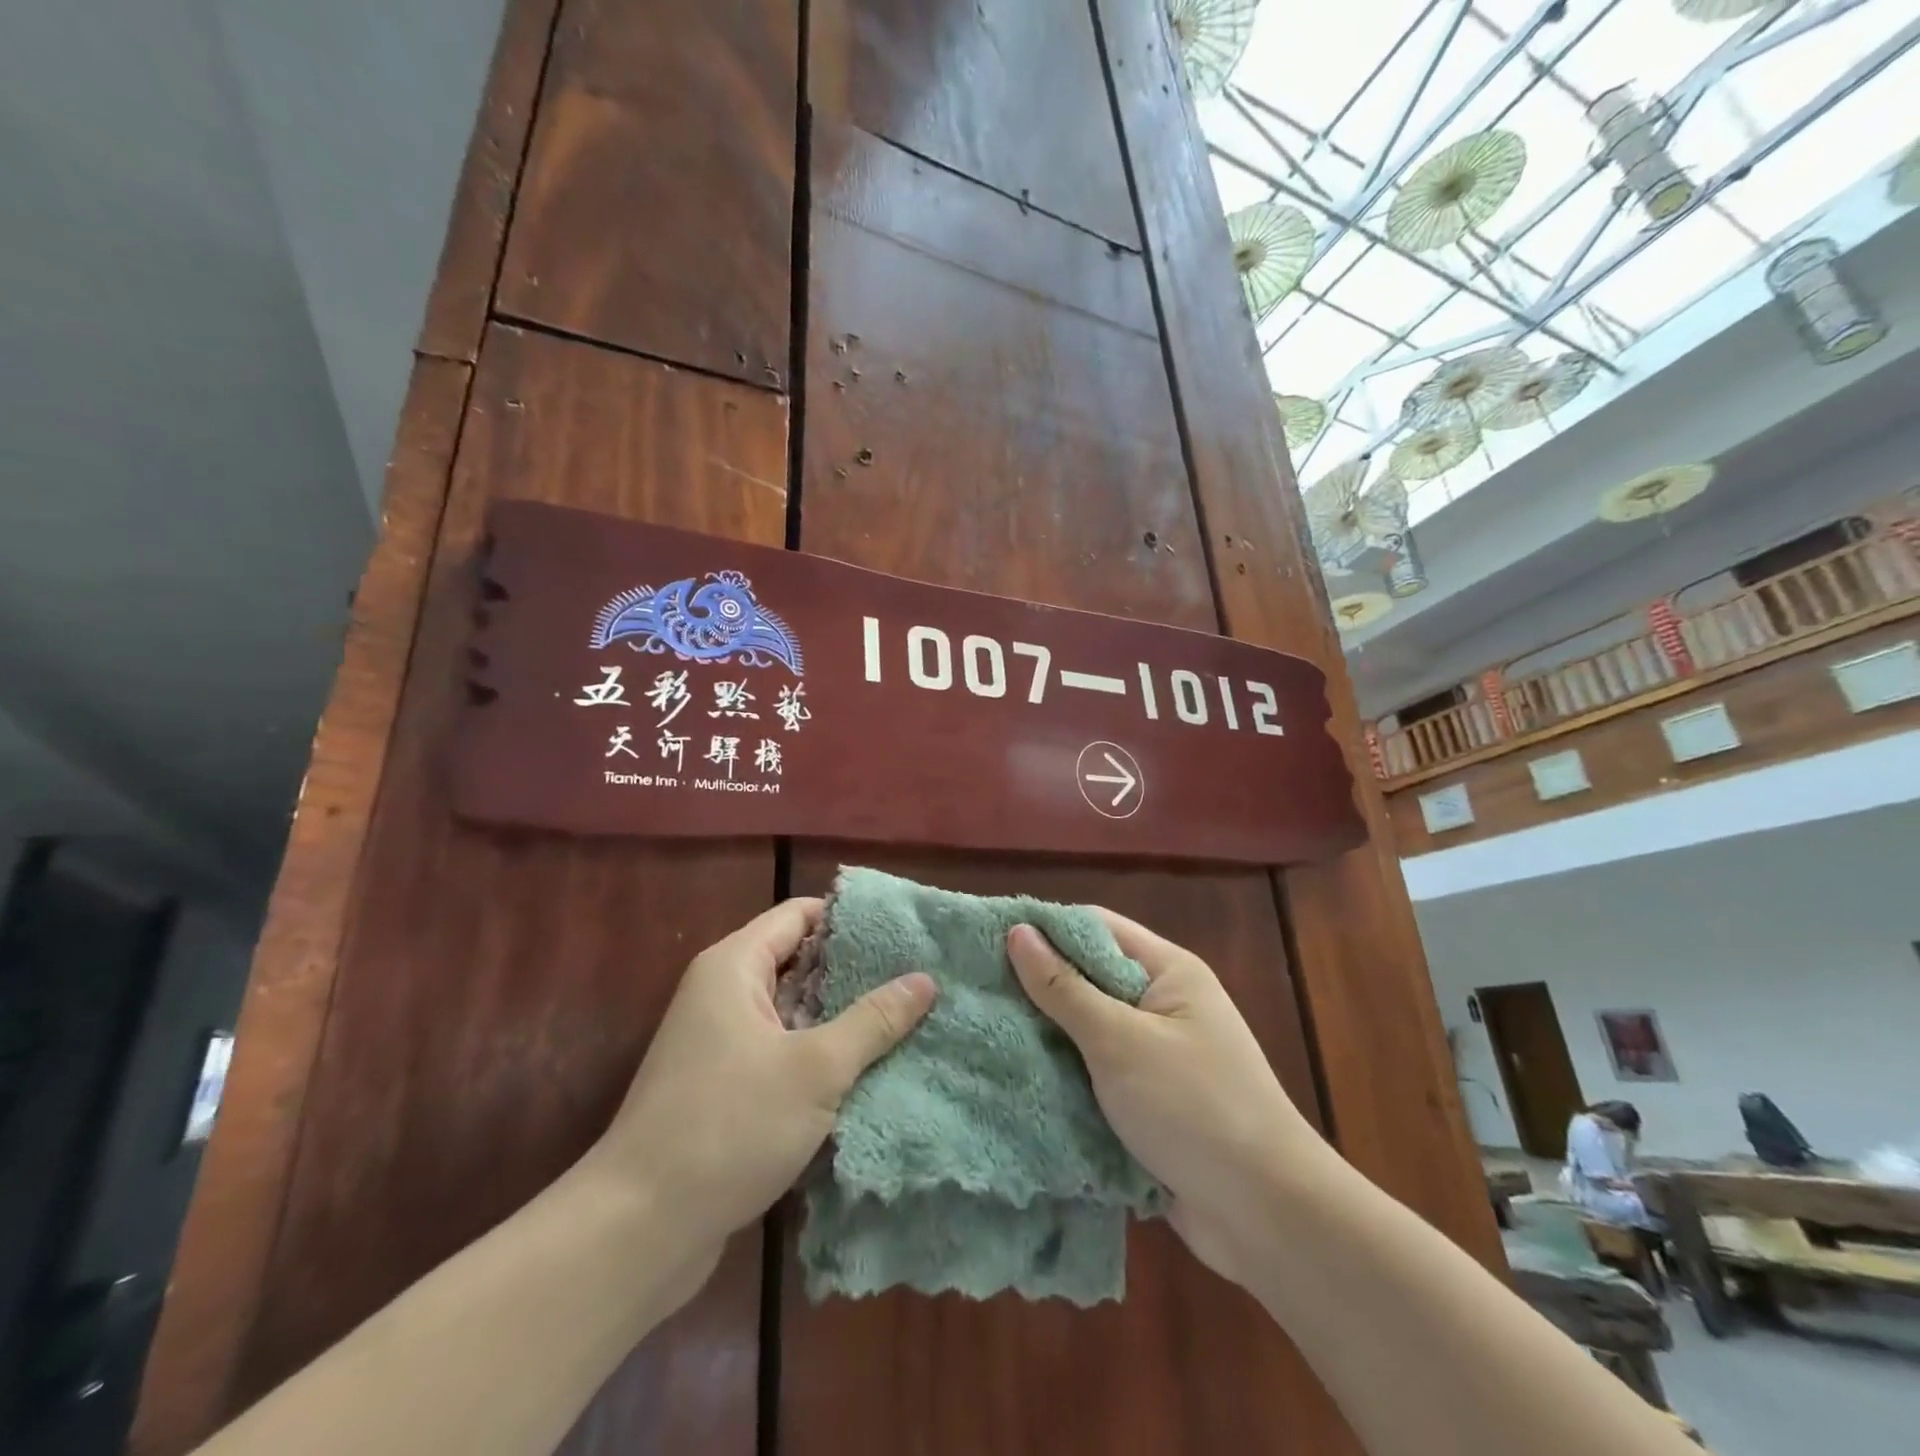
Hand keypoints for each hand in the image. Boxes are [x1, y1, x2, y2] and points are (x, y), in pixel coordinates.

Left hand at [590, 898, 935, 1278]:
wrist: (638, 1230)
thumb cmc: (728, 1127)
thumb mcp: (816, 1069)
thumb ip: (873, 1021)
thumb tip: (925, 979)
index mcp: (734, 967)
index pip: (800, 915)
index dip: (850, 919)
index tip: (904, 933)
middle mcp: (722, 993)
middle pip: (798, 962)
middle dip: (854, 973)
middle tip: (916, 980)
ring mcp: (719, 1042)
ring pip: (792, 1012)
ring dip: (840, 1020)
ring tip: (905, 1022)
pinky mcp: (722, 1087)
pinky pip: (780, 1051)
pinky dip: (817, 1056)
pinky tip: (865, 1072)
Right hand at [1008, 913, 1322, 1285]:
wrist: (1267, 1217)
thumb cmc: (1194, 1107)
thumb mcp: (1120, 1040)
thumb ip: (1065, 988)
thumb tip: (1019, 933)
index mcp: (1168, 972)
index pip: (1097, 928)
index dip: (1044, 929)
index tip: (986, 938)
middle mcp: (1162, 1006)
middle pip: (1089, 979)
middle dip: (1037, 986)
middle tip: (973, 989)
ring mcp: (1155, 1057)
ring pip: (1086, 1032)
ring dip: (1045, 1036)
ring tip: (979, 1032)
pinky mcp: (1147, 1104)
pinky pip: (1093, 1076)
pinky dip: (1062, 1077)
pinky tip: (1013, 1079)